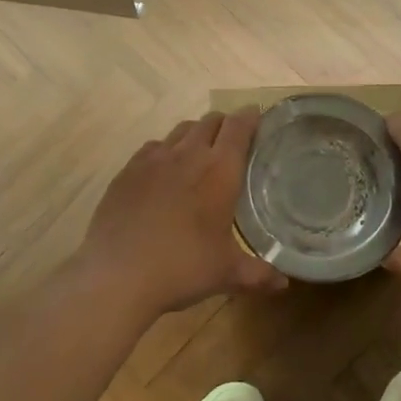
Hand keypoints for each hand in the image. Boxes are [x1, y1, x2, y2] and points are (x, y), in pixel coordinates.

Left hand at [75, 109, 287, 319]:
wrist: (117, 274)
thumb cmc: (182, 268)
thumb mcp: (226, 273)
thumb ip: (258, 274)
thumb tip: (283, 284)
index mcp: (219, 170)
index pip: (239, 127)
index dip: (250, 117)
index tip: (257, 116)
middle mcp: (188, 155)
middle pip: (210, 121)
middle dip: (224, 124)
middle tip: (232, 140)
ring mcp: (153, 159)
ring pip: (181, 130)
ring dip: (195, 134)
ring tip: (199, 153)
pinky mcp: (127, 170)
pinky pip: (153, 147)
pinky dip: (165, 150)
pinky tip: (164, 171)